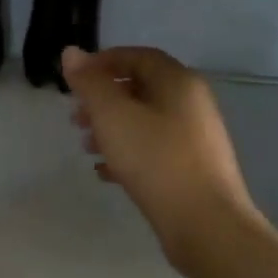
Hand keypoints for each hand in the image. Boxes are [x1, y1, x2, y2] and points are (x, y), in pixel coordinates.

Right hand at [61, 46, 259, 277]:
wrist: (205, 224)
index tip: (74, 80)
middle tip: (76, 118)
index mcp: (177, 82)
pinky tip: (106, 173)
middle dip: (103, 100)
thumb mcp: (113, 116)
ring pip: (145, 121)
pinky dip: (128, 153)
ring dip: (112, 128)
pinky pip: (154, 149)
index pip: (137, 57)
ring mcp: (196, 137)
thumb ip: (90, 83)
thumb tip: (72, 52)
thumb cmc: (155, 160)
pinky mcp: (192, 168)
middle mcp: (192, 103)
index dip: (102, 62)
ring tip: (87, 147)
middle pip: (140, 89)